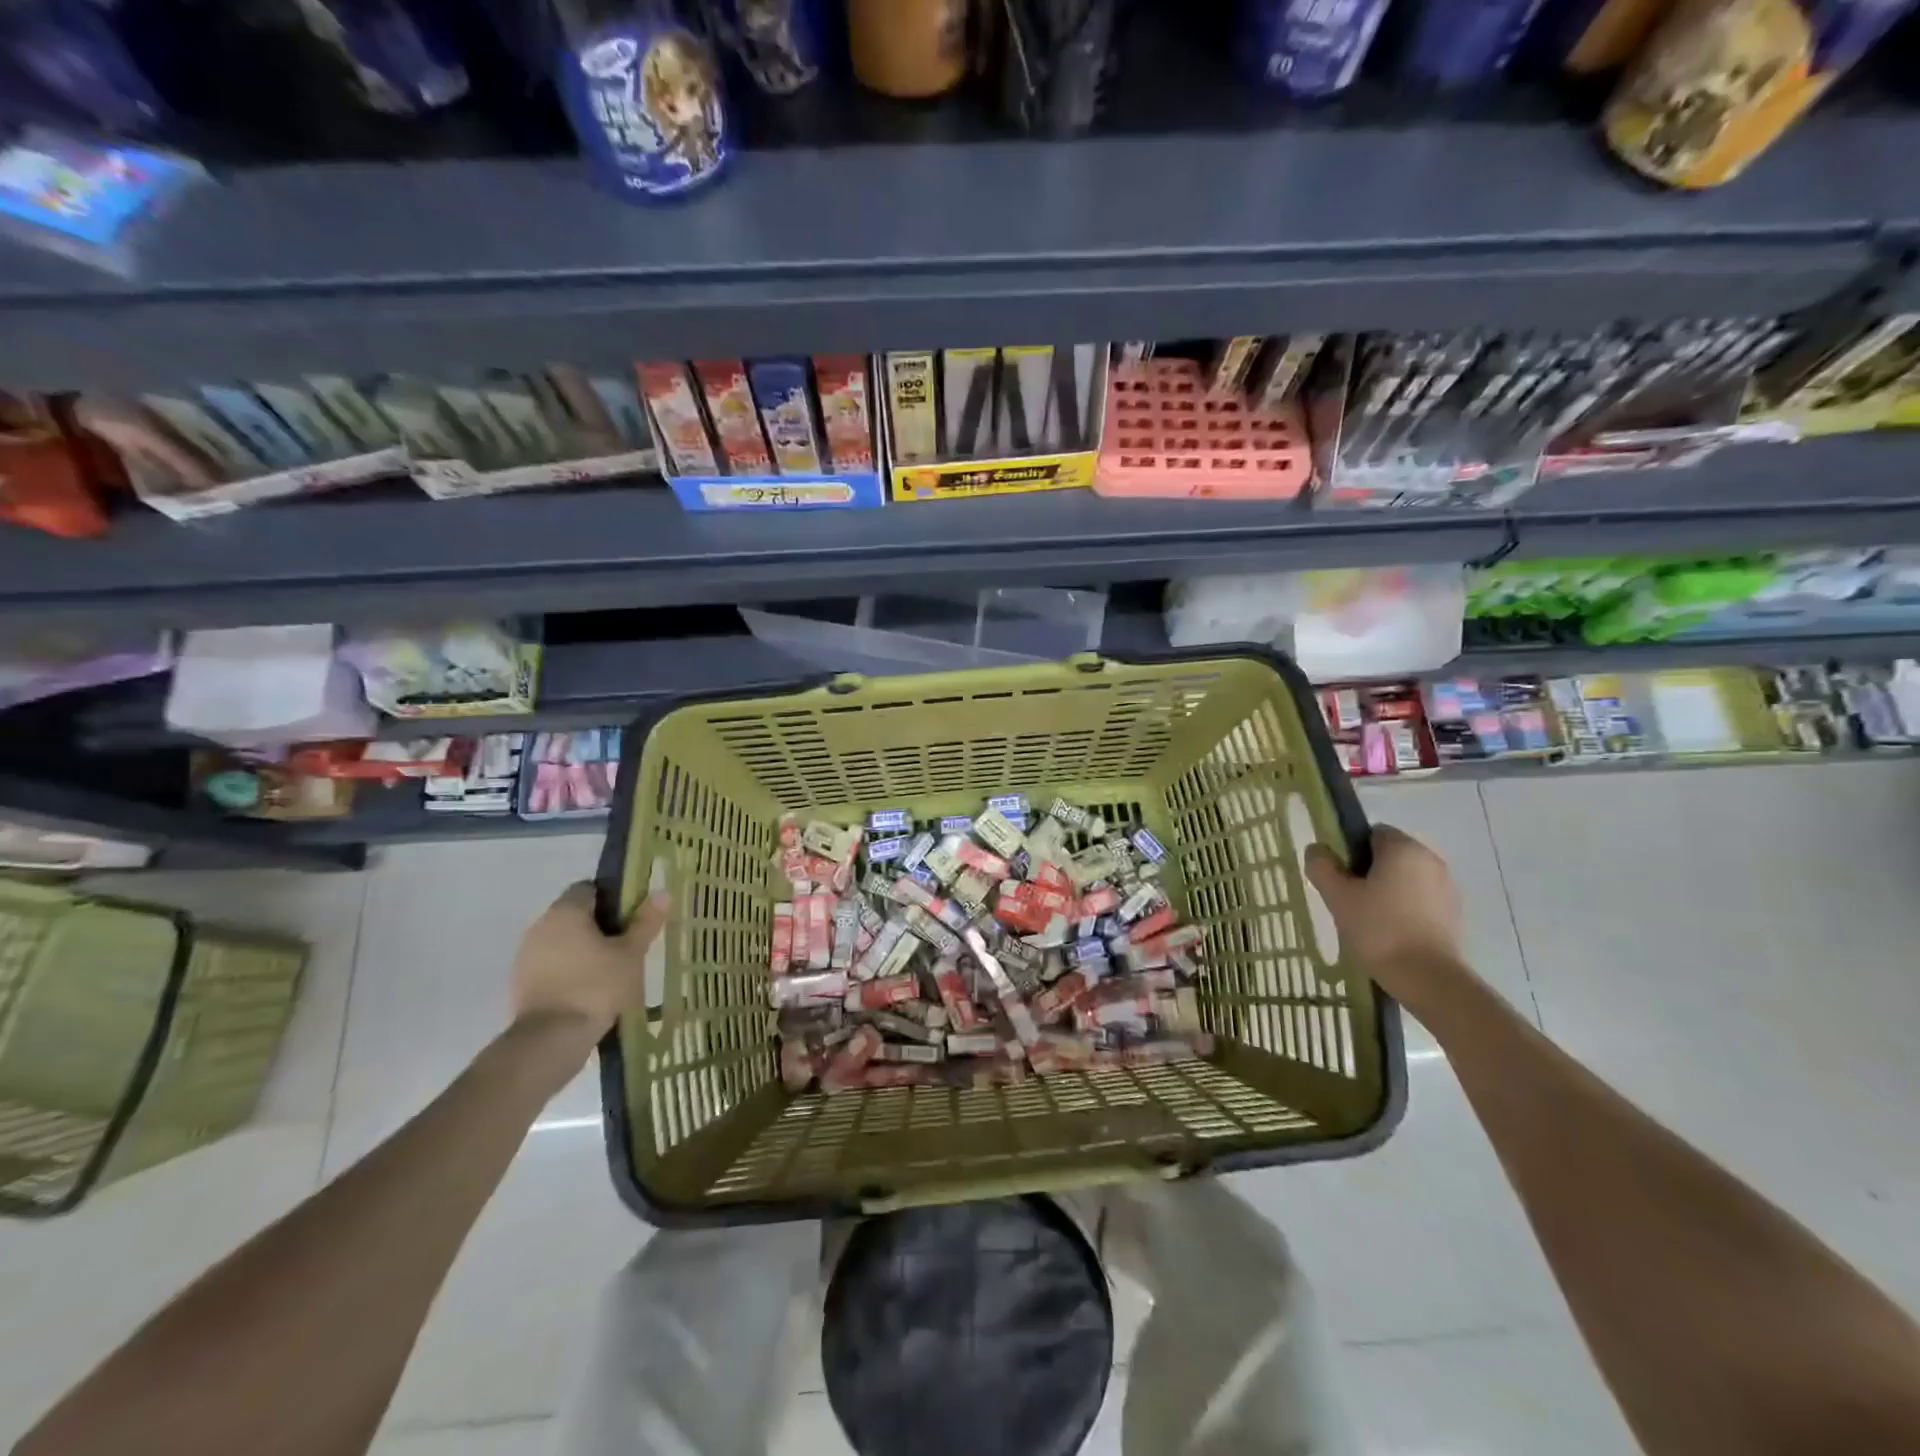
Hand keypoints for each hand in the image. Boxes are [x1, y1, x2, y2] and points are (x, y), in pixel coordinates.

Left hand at [511, 884, 671, 1051]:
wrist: (551, 1040)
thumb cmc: (596, 986)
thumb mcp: (631, 953)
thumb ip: (645, 922)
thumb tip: (662, 893)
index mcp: (565, 911)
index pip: (589, 888)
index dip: (613, 898)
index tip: (632, 917)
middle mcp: (540, 926)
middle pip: (575, 915)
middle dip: (600, 926)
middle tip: (628, 945)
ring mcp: (526, 956)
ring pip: (562, 942)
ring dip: (584, 950)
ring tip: (612, 971)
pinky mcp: (522, 984)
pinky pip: (552, 966)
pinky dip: (569, 971)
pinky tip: (590, 990)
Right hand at [1303, 826, 1463, 1006]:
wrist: (1427, 978)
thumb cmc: (1378, 929)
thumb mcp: (1337, 896)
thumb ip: (1322, 866)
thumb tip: (1318, 849)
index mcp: (1403, 848)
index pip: (1371, 833)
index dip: (1350, 850)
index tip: (1339, 877)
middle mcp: (1430, 859)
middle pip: (1389, 855)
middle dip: (1367, 871)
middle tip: (1349, 900)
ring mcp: (1447, 887)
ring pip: (1405, 878)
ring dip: (1386, 890)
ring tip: (1368, 920)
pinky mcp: (1453, 913)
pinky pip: (1420, 898)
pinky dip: (1404, 908)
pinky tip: (1391, 933)